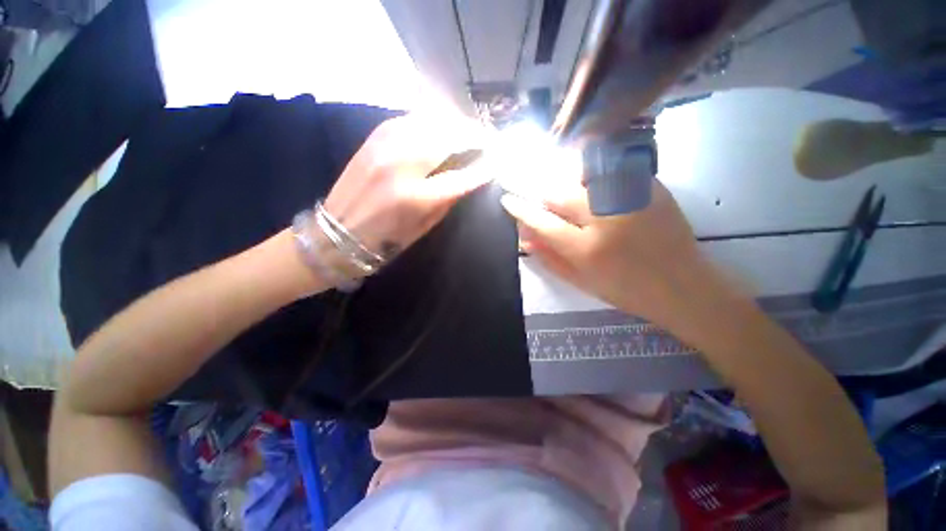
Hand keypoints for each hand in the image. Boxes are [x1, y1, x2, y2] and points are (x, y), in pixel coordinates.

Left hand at [324, 114, 490, 260]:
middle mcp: (402, 164)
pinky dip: (432, 121)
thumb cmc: (386, 239)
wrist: (338, 232)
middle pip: (448, 137)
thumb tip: (470, 178)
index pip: (462, 175)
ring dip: (455, 124)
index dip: (485, 167)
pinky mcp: (375, 136)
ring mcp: (385, 145)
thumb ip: (448, 199)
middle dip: (474, 135)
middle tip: (487, 140)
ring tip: (468, 132)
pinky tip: (441, 128)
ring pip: (431, 120)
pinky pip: (412, 118)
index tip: (499, 161)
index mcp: (416, 197)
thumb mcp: (425, 226)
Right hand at [501, 178, 713, 328]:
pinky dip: (591, 171)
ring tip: (558, 182)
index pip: (542, 222)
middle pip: (559, 192)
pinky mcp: (650, 188)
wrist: (684, 287)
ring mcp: (630, 200)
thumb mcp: (581, 282)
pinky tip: (588, 179)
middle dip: (539, 189)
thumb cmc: (627, 292)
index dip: (520, 209)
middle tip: (533, 190)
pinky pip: (611, 169)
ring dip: (562, 176)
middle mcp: (606, 220)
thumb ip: (549, 258)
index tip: (507, 199)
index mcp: (587, 250)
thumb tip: (523, 237)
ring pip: (583, 174)